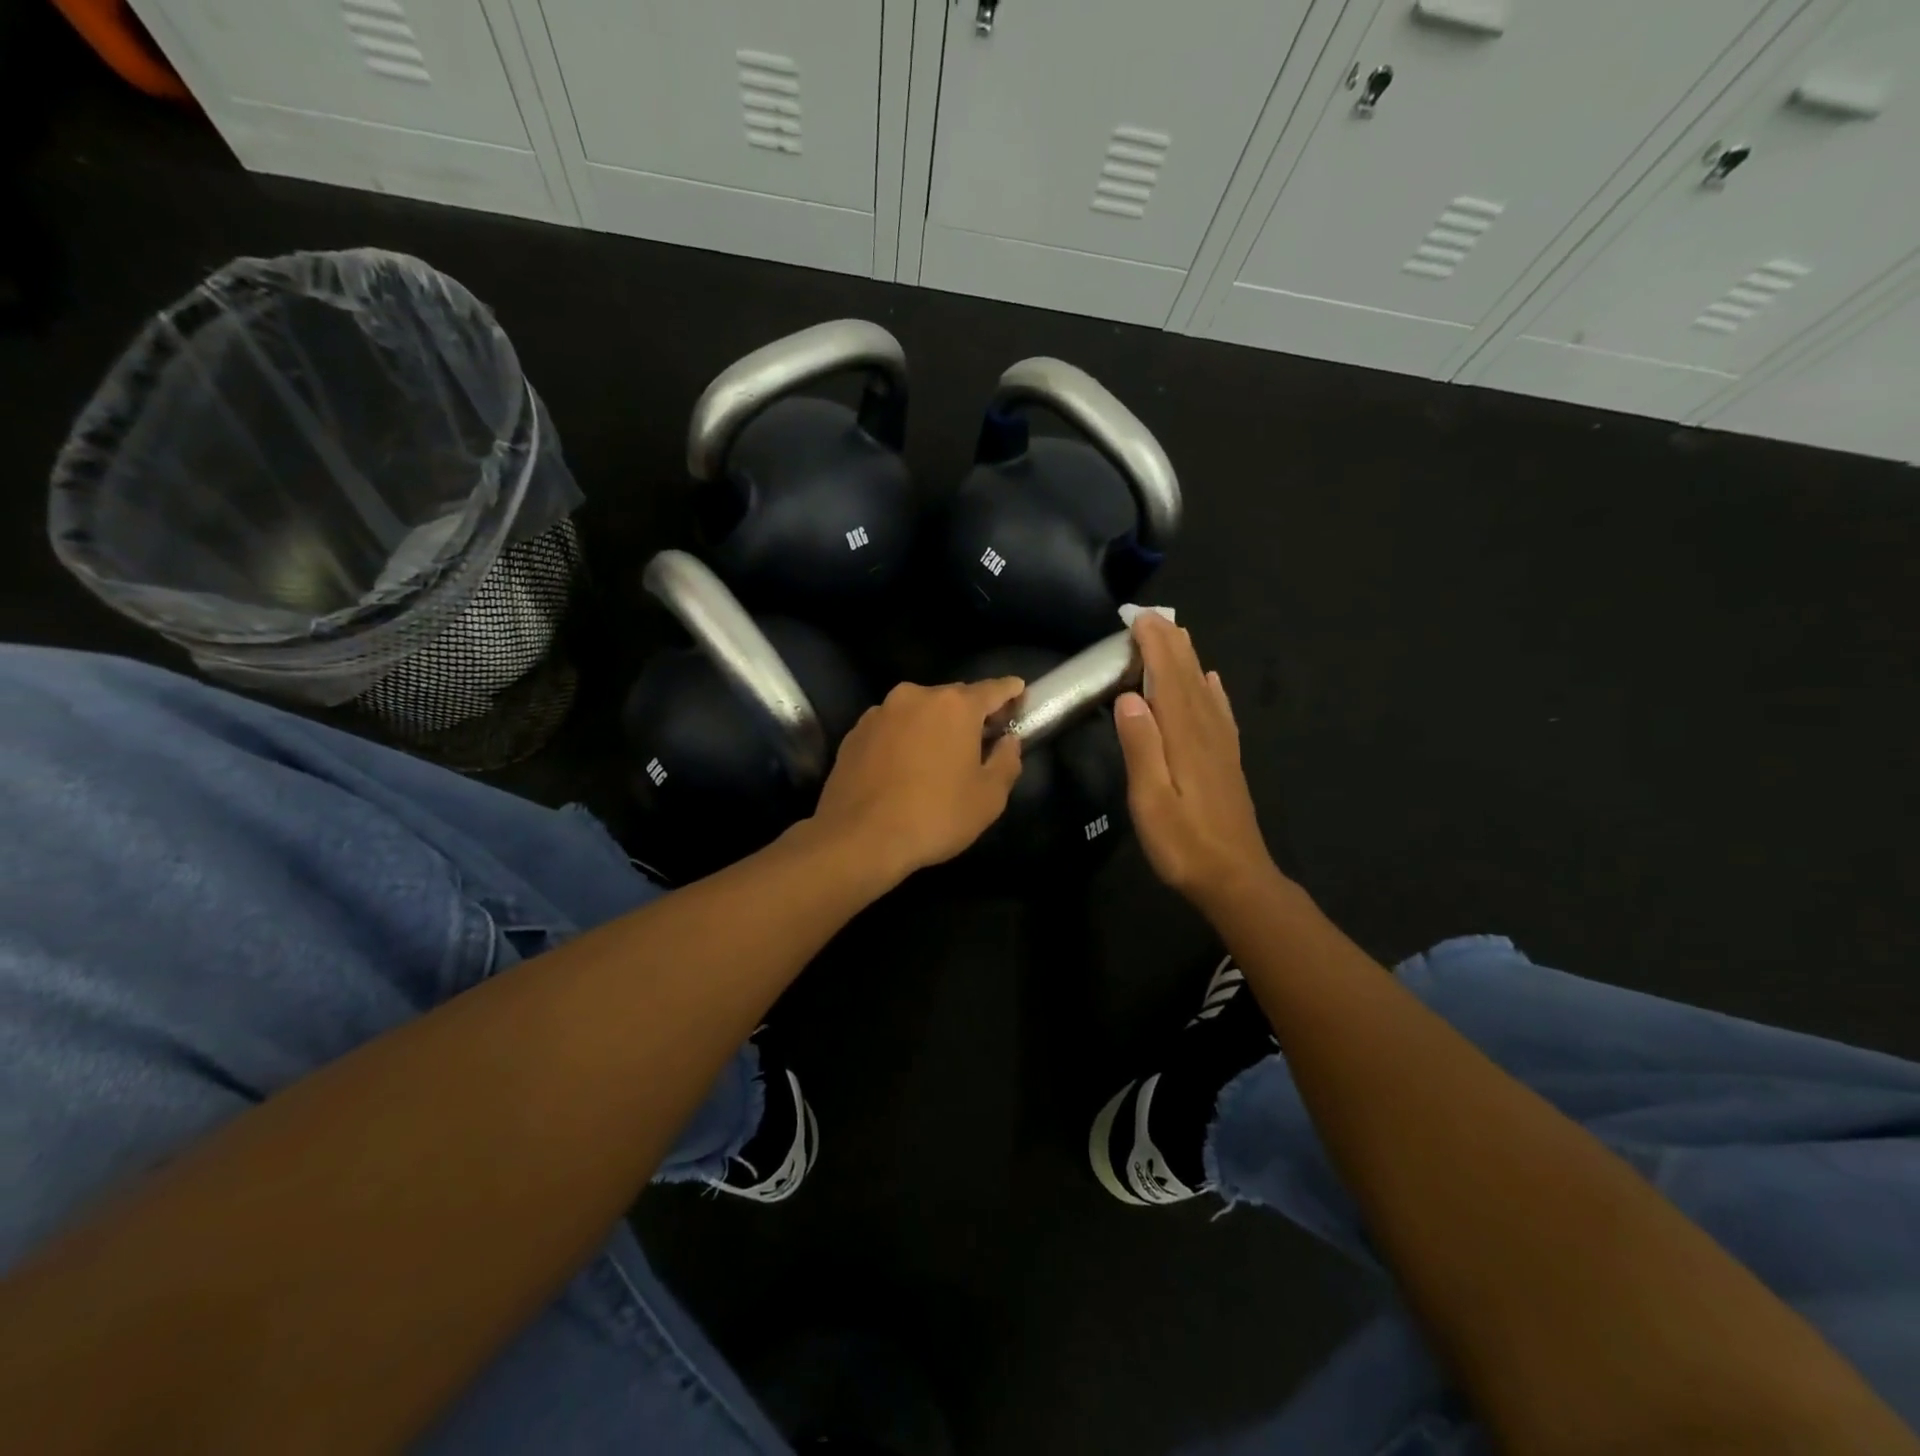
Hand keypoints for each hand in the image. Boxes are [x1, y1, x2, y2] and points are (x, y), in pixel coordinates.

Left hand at [808, 678, 1025, 882]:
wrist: (858, 838)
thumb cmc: (934, 816)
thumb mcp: (989, 797)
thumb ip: (1007, 761)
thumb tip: (1008, 741)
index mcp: (955, 706)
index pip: (993, 689)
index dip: (1010, 691)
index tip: (1019, 692)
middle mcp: (915, 697)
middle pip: (953, 697)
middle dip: (969, 713)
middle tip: (981, 737)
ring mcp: (880, 713)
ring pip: (918, 711)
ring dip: (932, 726)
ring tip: (938, 756)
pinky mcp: (855, 733)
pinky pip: (891, 728)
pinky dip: (904, 739)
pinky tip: (904, 767)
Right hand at [1113, 614, 1279, 912]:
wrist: (1236, 878)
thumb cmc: (1184, 844)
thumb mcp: (1150, 800)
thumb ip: (1141, 746)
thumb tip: (1128, 697)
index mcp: (1183, 738)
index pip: (1167, 679)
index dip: (1154, 647)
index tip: (1137, 619)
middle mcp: (1206, 733)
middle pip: (1188, 677)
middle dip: (1170, 644)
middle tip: (1151, 617)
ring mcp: (1221, 746)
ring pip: (1204, 690)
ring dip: (1188, 660)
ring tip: (1176, 636)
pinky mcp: (1227, 761)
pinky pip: (1219, 714)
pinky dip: (1212, 690)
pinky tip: (1211, 681)